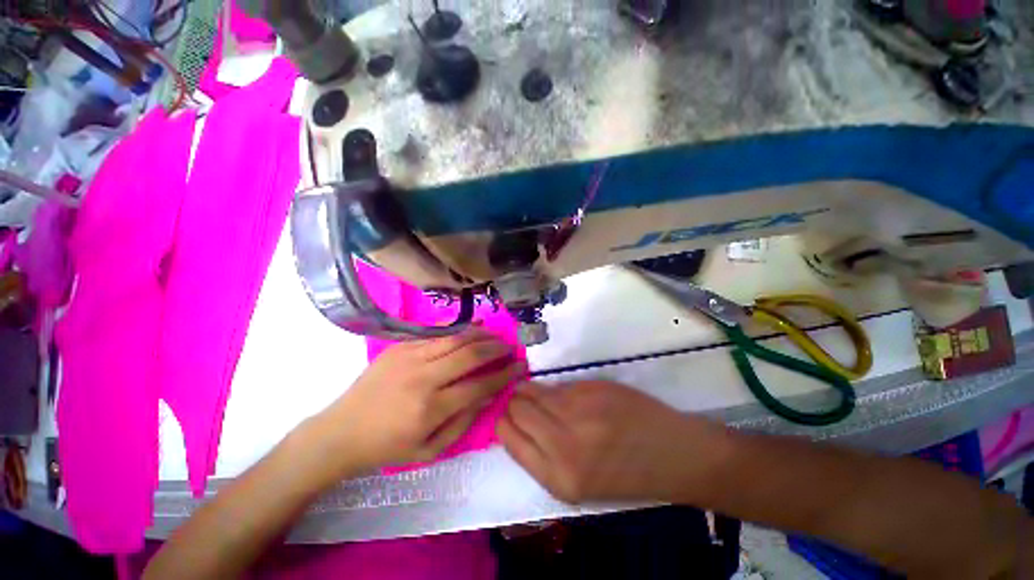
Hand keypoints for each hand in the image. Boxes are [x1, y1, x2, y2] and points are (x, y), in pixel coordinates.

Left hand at [310, 328, 524, 477]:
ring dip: (481, 335)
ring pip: (456, 338)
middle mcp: (422, 377)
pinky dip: (460, 330)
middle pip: (470, 354)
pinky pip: (438, 334)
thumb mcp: (431, 450)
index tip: (520, 367)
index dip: (504, 375)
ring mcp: (409, 356)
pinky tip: (473, 328)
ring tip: (496, 337)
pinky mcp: (400, 346)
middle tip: (511, 347)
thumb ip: (464, 421)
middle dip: (496, 349)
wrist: (341, 431)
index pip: (479, 385)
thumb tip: (489, 395)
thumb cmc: (388, 447)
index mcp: (430, 408)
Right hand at [498, 380, 729, 503]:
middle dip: (515, 403)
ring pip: (532, 390)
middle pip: (515, 409)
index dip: (504, 422)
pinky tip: (565, 394)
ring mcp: (578, 413)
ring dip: (529, 390)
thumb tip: (517, 422)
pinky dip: (554, 388)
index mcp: (558, 478)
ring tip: (538, 393)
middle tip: (523, 401)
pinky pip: (557, 385)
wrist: (674, 456)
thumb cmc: (625, 475)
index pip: (507, 436)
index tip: (509, 416)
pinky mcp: (591, 390)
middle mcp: (562, 446)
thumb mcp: (579, 483)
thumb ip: (543, 454)